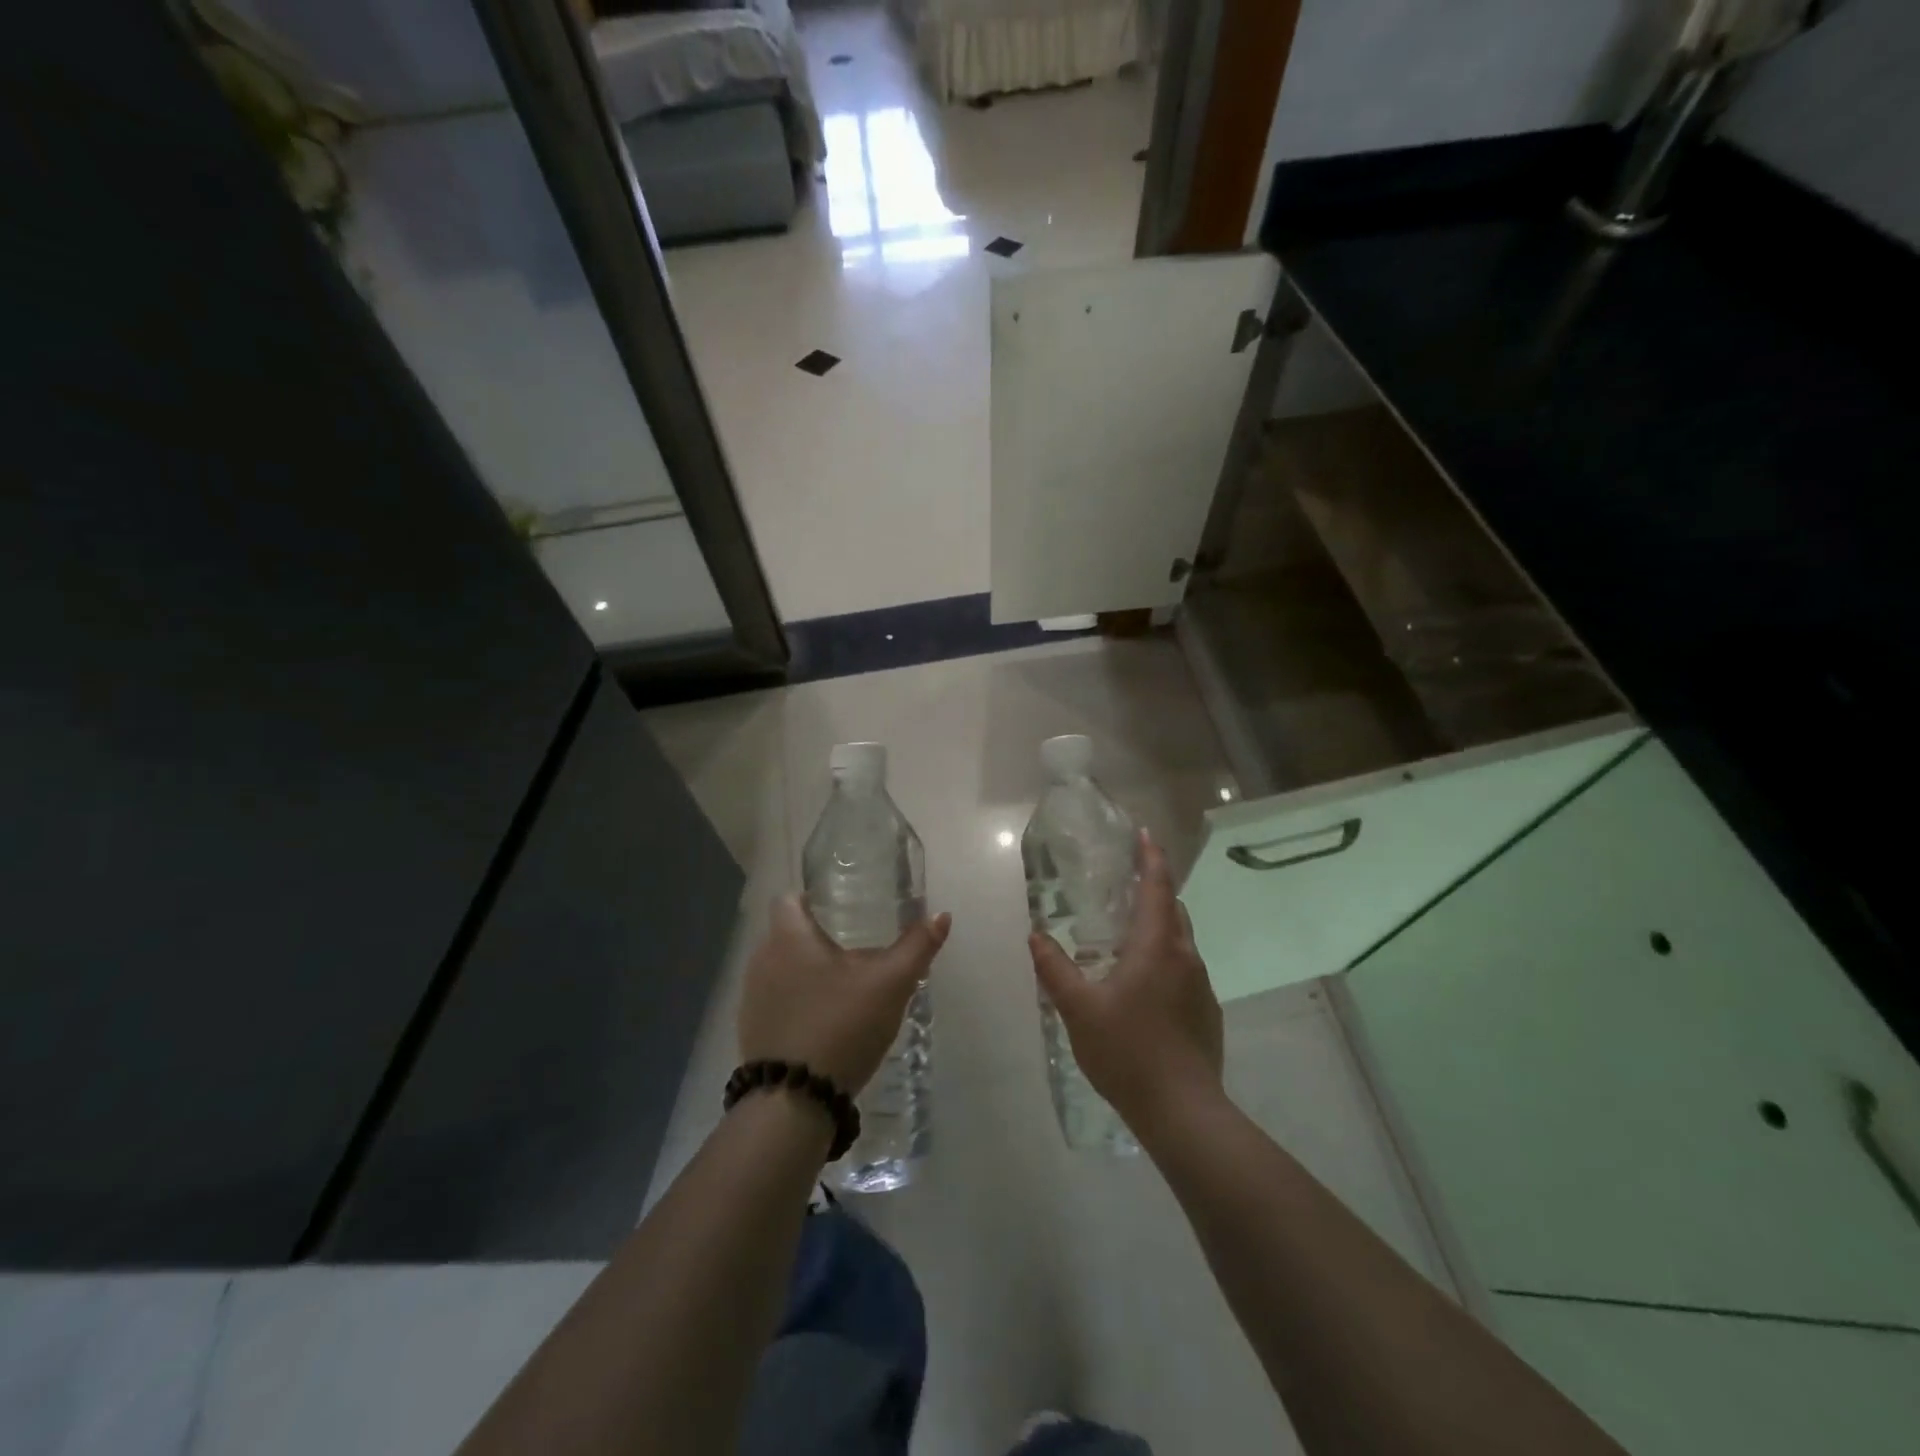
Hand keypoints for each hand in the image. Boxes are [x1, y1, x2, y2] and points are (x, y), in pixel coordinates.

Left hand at [737, 896, 951, 1093]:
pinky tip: (824, 1020)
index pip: (789, 899)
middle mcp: (762, 959)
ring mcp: (752, 998)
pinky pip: (777, 1001)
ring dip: (806, 971)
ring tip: (843, 985)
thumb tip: (941, 916)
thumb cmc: (841, 1025)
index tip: (840, 908)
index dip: (812, 898)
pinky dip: (797, 1002)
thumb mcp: (890, 984)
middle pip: (787, 934)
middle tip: (854, 947)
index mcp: (788, 937)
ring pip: (781, 969)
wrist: (794, 1101)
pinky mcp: (752, 1031)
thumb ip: (916, 947)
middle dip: (817, 937)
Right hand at [1028, 830, 1223, 1132]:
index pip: (1158, 887)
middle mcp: (1186, 957)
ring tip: (1128, 935)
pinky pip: (1185, 969)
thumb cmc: (1127, 1051)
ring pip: (1181, 941)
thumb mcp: (1078, 1009)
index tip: (1145, 834)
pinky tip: (1142, 986)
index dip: (1152, 858)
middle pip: (1174, 910)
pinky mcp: (1207, 1012)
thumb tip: (1036, 936)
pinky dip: (1165, 958)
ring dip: (1159, 927)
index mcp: (1157, 947)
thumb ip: (1055, 969)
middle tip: (1126, 884)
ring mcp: (1201, 986)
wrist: (1183, 1111)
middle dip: (1155, 890)